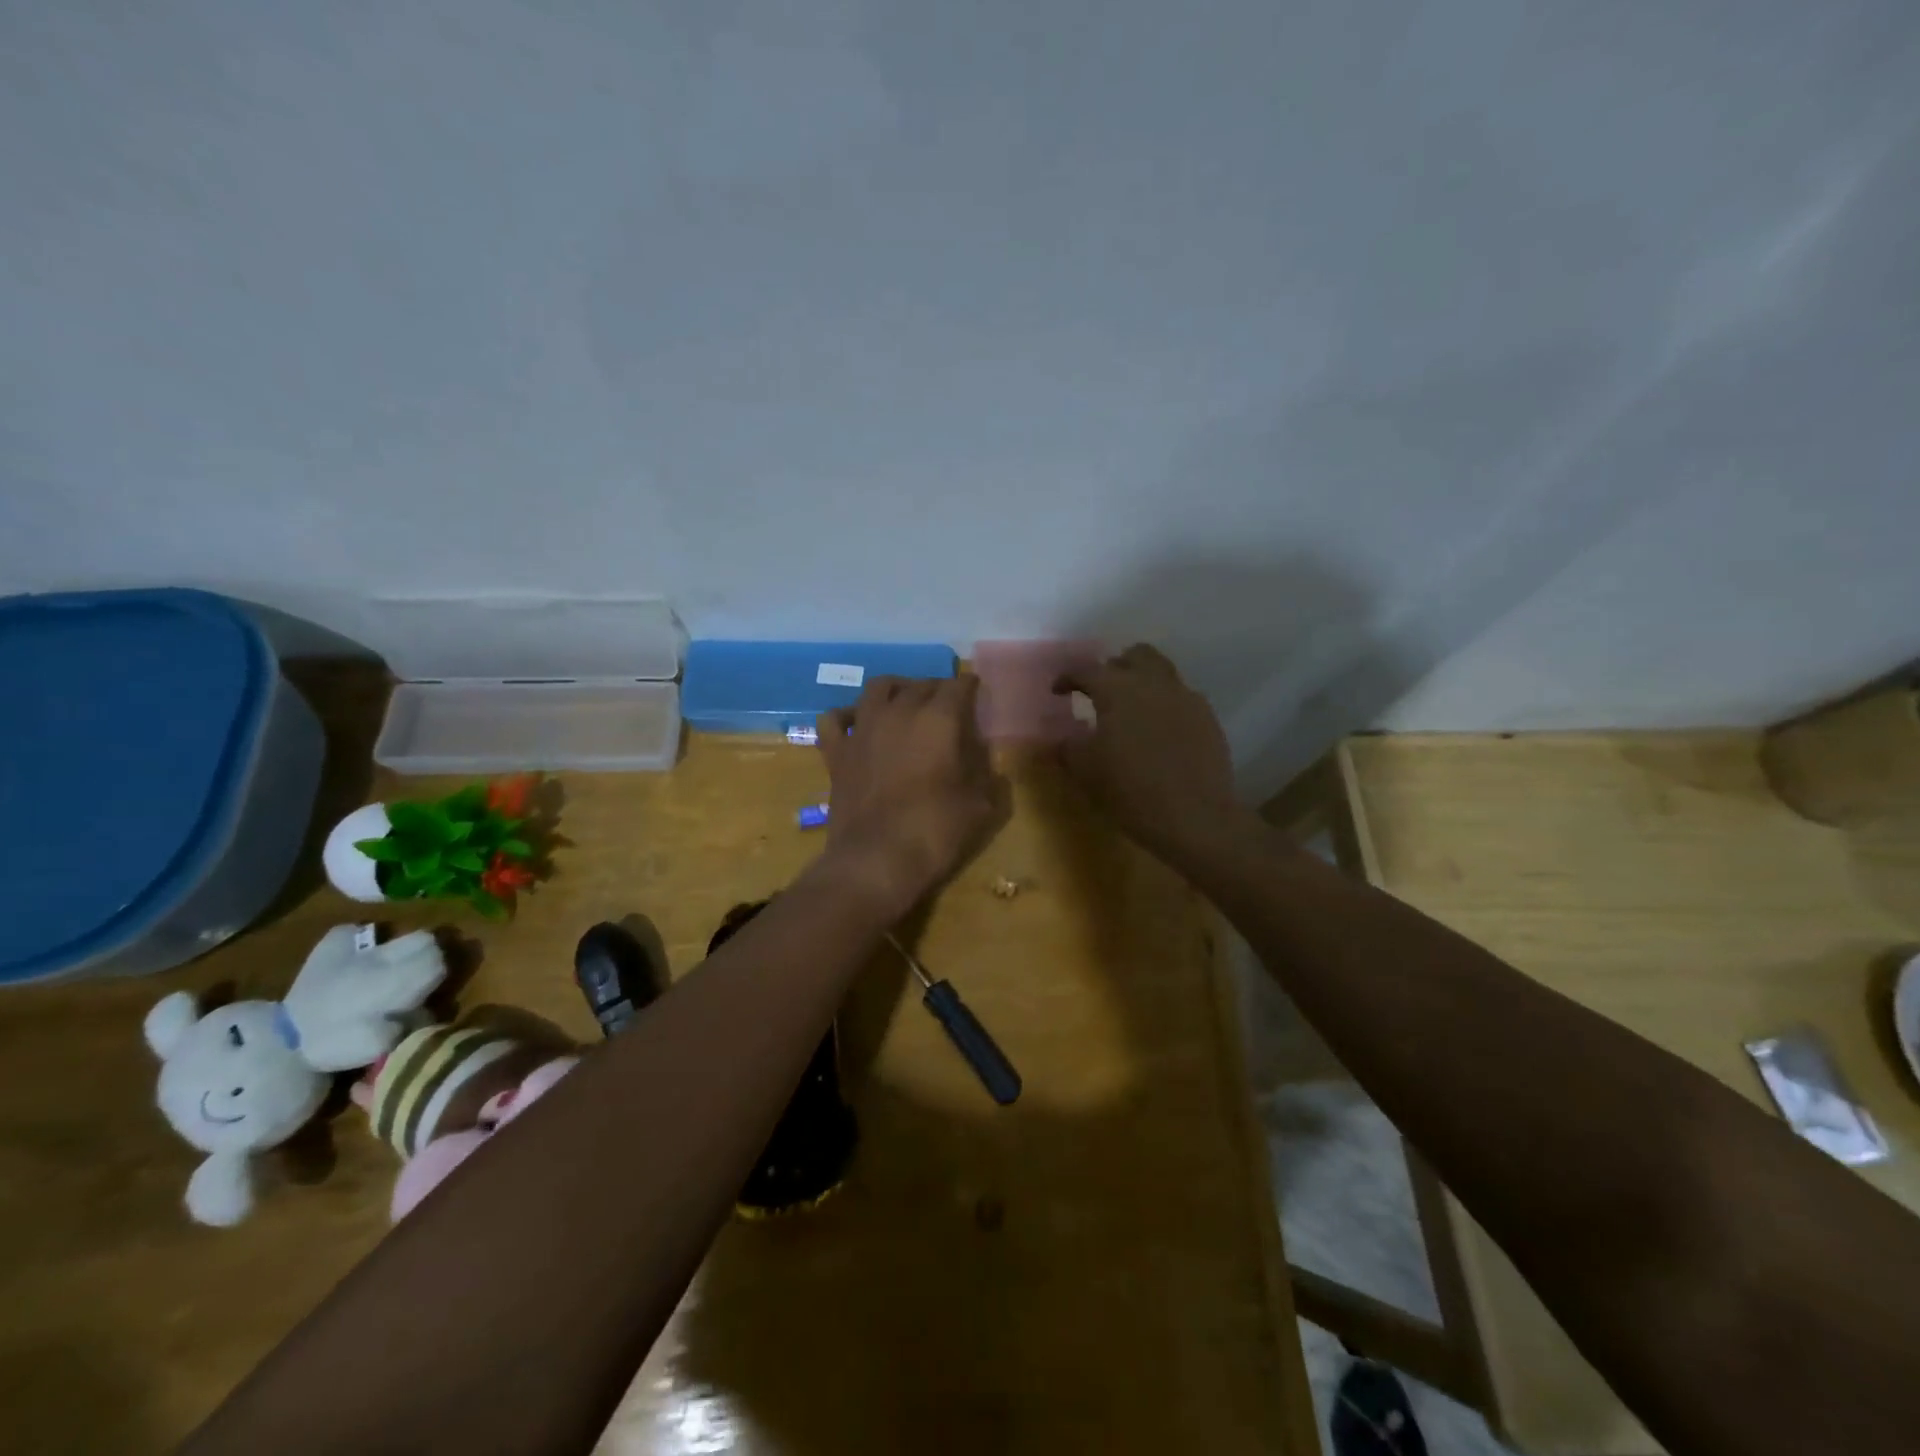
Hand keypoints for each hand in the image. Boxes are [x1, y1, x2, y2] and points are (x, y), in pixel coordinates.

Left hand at [813, 676, 1007, 920]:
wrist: (876, 861)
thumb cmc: (934, 832)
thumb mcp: (980, 806)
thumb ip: (986, 774)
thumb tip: (986, 759)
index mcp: (938, 720)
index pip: (958, 686)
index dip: (970, 687)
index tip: (977, 695)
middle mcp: (899, 712)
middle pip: (921, 685)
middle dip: (938, 690)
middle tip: (948, 706)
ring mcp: (863, 729)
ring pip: (878, 687)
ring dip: (897, 689)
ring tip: (906, 702)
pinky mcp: (836, 751)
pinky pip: (834, 718)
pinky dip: (847, 715)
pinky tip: (858, 723)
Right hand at [1054, 645, 1244, 865]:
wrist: (1194, 817)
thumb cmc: (1130, 790)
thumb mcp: (1085, 771)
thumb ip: (1067, 747)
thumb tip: (1060, 737)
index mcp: (1118, 690)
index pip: (1086, 670)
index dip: (1068, 677)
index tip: (1058, 691)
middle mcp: (1154, 683)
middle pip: (1135, 655)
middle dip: (1115, 667)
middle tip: (1102, 692)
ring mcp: (1186, 698)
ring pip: (1163, 672)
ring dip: (1143, 682)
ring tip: (1132, 709)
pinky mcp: (1208, 718)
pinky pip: (1182, 698)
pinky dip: (1166, 706)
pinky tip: (1160, 733)